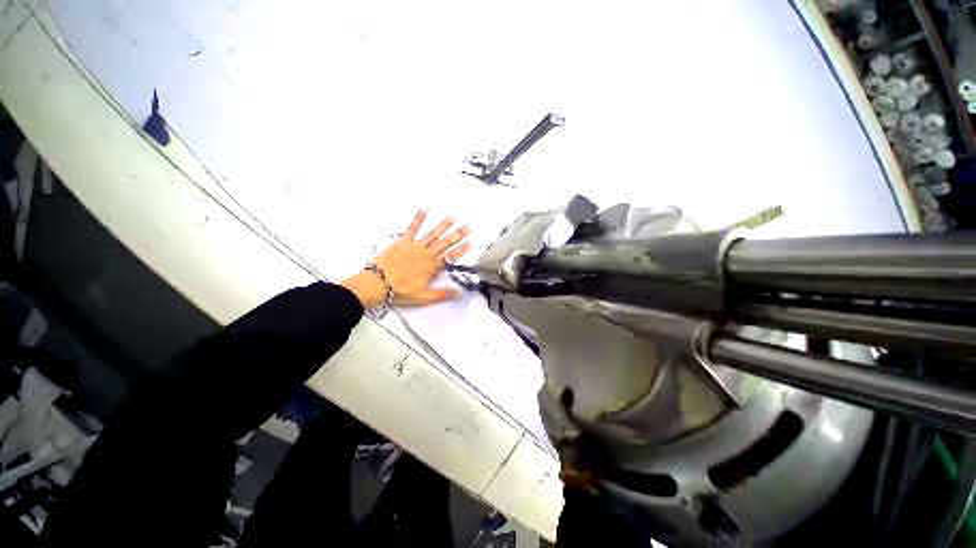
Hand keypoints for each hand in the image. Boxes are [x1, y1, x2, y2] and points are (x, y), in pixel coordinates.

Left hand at [340, 210, 472, 307]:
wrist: (377, 283)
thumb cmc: (400, 290)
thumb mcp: (424, 297)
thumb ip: (442, 294)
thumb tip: (459, 293)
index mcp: (432, 267)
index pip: (451, 256)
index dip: (462, 249)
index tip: (471, 242)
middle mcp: (426, 254)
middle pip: (445, 243)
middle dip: (458, 235)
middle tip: (467, 227)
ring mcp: (415, 246)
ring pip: (433, 234)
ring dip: (443, 225)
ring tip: (452, 217)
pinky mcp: (403, 242)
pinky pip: (412, 228)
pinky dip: (418, 219)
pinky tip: (425, 210)